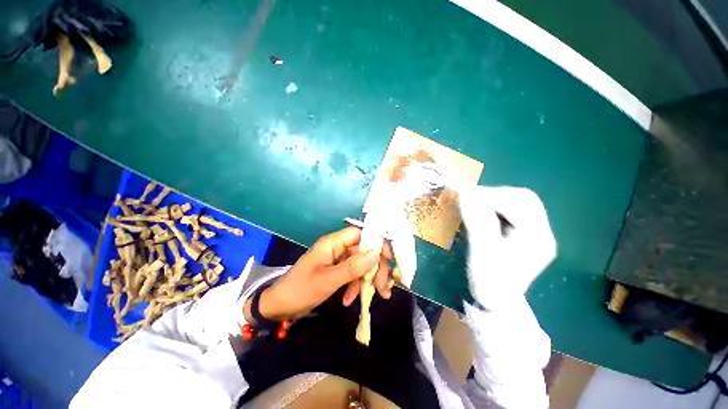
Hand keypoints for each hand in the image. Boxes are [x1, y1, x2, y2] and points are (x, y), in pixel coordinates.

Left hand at [246, 227, 392, 321]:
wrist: (279, 308)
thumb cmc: (300, 290)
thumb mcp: (327, 280)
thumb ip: (352, 267)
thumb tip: (376, 254)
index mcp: (333, 243)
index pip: (360, 234)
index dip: (376, 242)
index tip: (389, 258)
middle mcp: (337, 248)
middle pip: (364, 251)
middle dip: (375, 268)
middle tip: (383, 288)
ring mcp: (337, 260)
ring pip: (361, 264)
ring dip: (368, 279)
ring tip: (375, 296)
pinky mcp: (336, 272)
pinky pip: (352, 274)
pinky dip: (355, 286)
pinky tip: (350, 300)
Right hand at [458, 186, 556, 308]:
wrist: (495, 304)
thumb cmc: (490, 283)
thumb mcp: (483, 254)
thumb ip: (478, 222)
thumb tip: (466, 192)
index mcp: (538, 238)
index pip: (520, 202)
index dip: (492, 196)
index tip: (466, 198)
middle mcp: (541, 233)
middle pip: (522, 199)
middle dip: (494, 196)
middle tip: (470, 201)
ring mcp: (533, 234)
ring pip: (516, 203)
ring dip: (493, 201)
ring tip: (473, 207)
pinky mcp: (521, 236)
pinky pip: (509, 212)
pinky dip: (493, 208)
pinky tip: (481, 215)